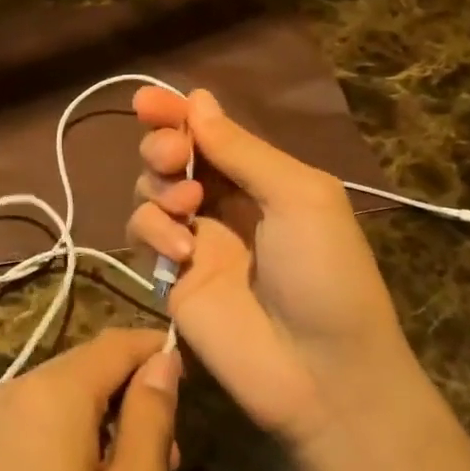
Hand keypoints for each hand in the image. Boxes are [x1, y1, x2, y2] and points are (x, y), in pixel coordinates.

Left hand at [0, 328, 180, 470]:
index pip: (115, 344)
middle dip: (132, 399)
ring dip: (103, 423)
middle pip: (86, 368)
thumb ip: (151, 422)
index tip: (192, 389)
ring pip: (61, 396)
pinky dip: (69, 438)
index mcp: (49, 394)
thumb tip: (162, 361)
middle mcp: (9, 390)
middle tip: (168, 463)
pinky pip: (34, 422)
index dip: (156, 353)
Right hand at [127, 88, 412, 446]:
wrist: (321, 372)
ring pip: (150, 190)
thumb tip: (198, 99)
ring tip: (188, 207)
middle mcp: (224, 203)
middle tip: (175, 158)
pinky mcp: (170, 278)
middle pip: (172, 156)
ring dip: (159, 187)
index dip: (176, 112)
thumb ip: (243, 150)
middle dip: (163, 146)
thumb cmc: (326, 273)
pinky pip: (143, 234)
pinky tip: (182, 253)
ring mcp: (195, 240)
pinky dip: (153, 232)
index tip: (146, 100)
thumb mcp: (299, 196)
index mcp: (262, 178)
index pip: (209, 132)